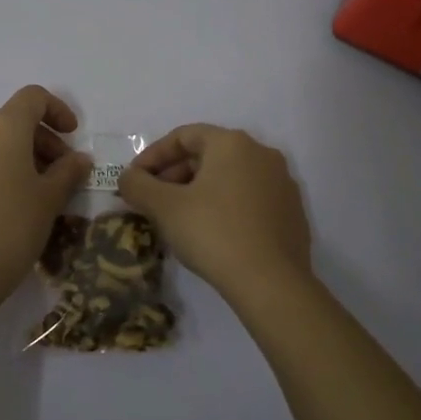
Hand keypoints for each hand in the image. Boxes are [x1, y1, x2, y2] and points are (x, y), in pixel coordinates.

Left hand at [0, 86, 94, 305]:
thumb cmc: (12, 226)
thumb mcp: (50, 199)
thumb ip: (68, 171)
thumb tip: (79, 159)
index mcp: (2, 126)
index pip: (32, 97)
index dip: (57, 110)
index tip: (73, 137)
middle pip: (13, 120)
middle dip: (42, 139)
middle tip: (62, 172)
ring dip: (20, 154)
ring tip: (39, 190)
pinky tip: (11, 201)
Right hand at [118, 125, 313, 300]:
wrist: (271, 283)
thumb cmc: (213, 233)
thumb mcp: (164, 208)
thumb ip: (138, 185)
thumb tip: (128, 178)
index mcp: (232, 143)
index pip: (184, 136)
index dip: (153, 155)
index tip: (134, 179)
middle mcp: (262, 154)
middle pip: (208, 155)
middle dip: (175, 174)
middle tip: (153, 200)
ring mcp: (282, 183)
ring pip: (229, 177)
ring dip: (198, 191)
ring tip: (177, 218)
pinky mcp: (292, 212)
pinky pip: (249, 198)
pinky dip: (225, 206)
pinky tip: (211, 232)